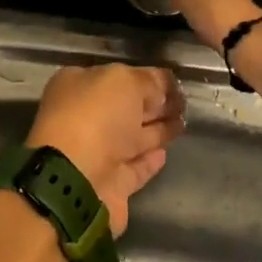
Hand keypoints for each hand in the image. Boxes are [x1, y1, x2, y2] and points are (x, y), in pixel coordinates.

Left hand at [26, 64, 184, 236]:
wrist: (77, 180)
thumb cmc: (96, 118)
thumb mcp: (124, 81)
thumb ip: (146, 81)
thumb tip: (159, 92)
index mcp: (76, 86)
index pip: (117, 77)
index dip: (146, 78)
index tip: (174, 83)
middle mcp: (83, 119)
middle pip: (124, 109)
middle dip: (153, 105)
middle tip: (185, 102)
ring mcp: (95, 154)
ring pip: (131, 139)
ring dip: (156, 131)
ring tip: (184, 123)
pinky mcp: (110, 184)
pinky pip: (134, 168)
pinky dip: (148, 161)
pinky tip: (166, 153)